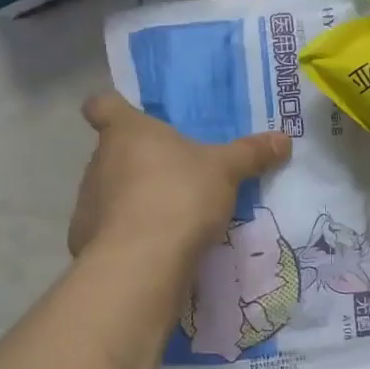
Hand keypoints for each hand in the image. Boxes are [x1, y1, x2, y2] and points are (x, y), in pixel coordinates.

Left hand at [67, 94, 290, 259]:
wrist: (140, 263)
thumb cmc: (179, 196)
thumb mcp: (225, 171)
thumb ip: (250, 153)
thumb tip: (284, 139)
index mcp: (126, 132)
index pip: (102, 105)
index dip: (112, 108)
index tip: (128, 116)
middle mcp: (99, 161)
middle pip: (113, 152)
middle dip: (138, 161)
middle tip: (174, 174)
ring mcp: (87, 202)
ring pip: (109, 191)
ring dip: (132, 198)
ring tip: (168, 216)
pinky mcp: (86, 240)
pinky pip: (109, 228)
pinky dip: (127, 234)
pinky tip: (154, 248)